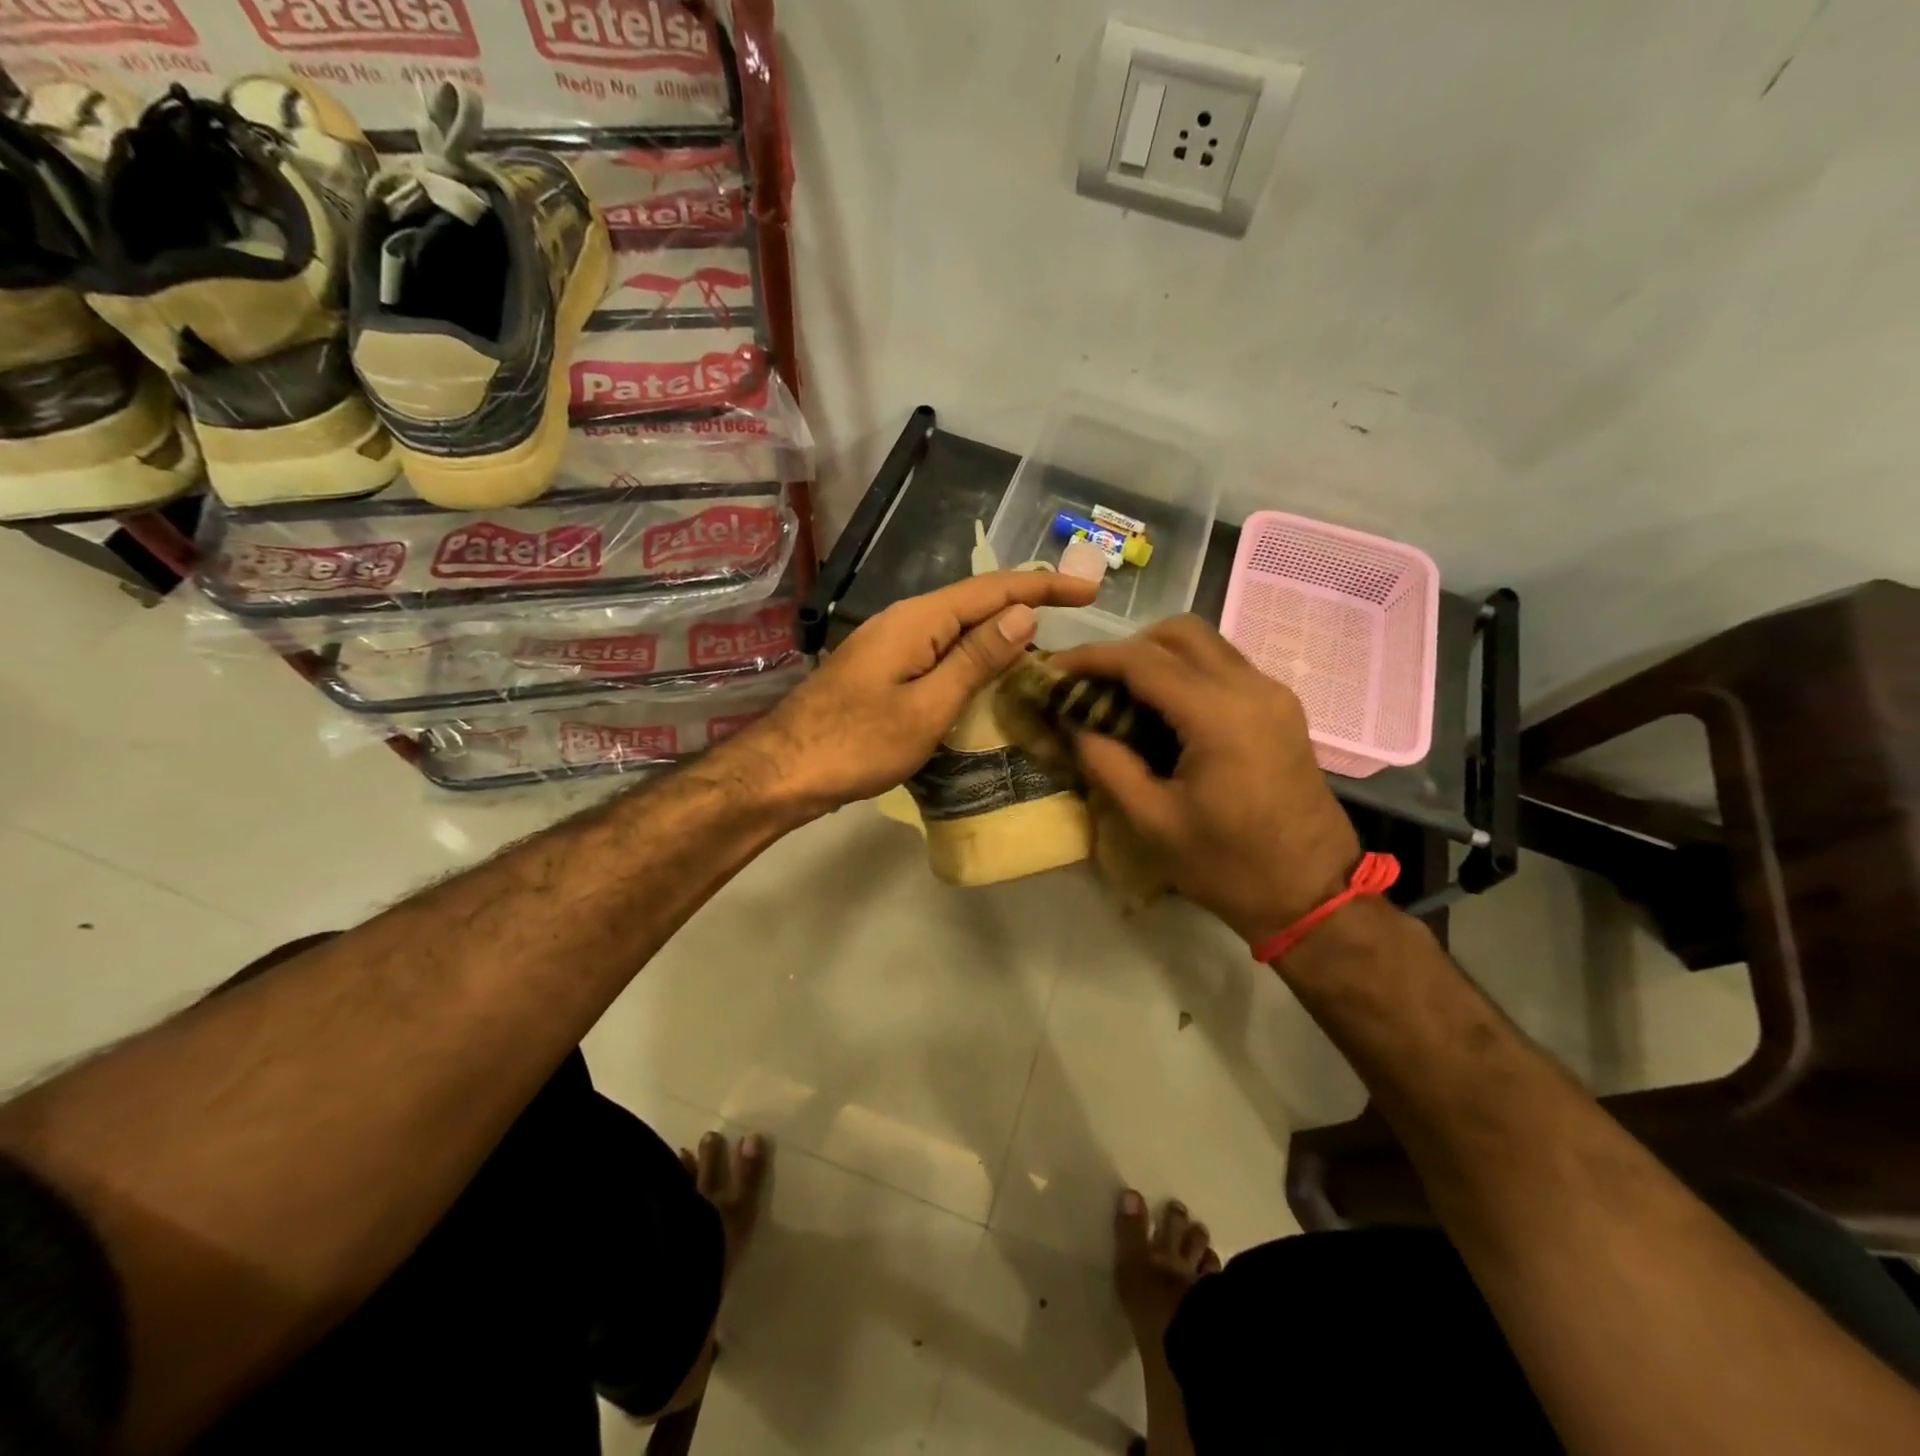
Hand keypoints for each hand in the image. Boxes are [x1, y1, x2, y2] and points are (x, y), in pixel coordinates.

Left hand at [734, 570, 1099, 817]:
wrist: (784, 769)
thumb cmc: (857, 743)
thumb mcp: (927, 707)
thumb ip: (975, 660)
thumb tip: (1024, 616)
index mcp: (920, 620)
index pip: (994, 590)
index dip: (1044, 588)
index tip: (1089, 591)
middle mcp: (905, 620)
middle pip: (976, 601)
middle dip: (1027, 604)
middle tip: (1075, 616)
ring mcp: (890, 642)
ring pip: (958, 625)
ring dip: (1001, 630)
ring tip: (1045, 644)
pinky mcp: (883, 667)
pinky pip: (940, 648)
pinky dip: (973, 653)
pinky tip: (989, 671)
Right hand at [1050, 616, 1360, 945]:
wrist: (1313, 893)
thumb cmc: (1228, 865)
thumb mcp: (1153, 822)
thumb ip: (1107, 764)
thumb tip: (1073, 725)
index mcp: (1218, 715)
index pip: (1143, 660)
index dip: (1092, 658)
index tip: (1055, 668)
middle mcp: (1251, 688)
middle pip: (1179, 633)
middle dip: (1127, 647)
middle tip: (1093, 682)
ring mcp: (1273, 694)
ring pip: (1206, 644)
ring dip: (1159, 655)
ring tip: (1123, 695)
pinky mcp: (1282, 708)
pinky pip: (1226, 666)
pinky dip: (1187, 671)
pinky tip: (1165, 711)